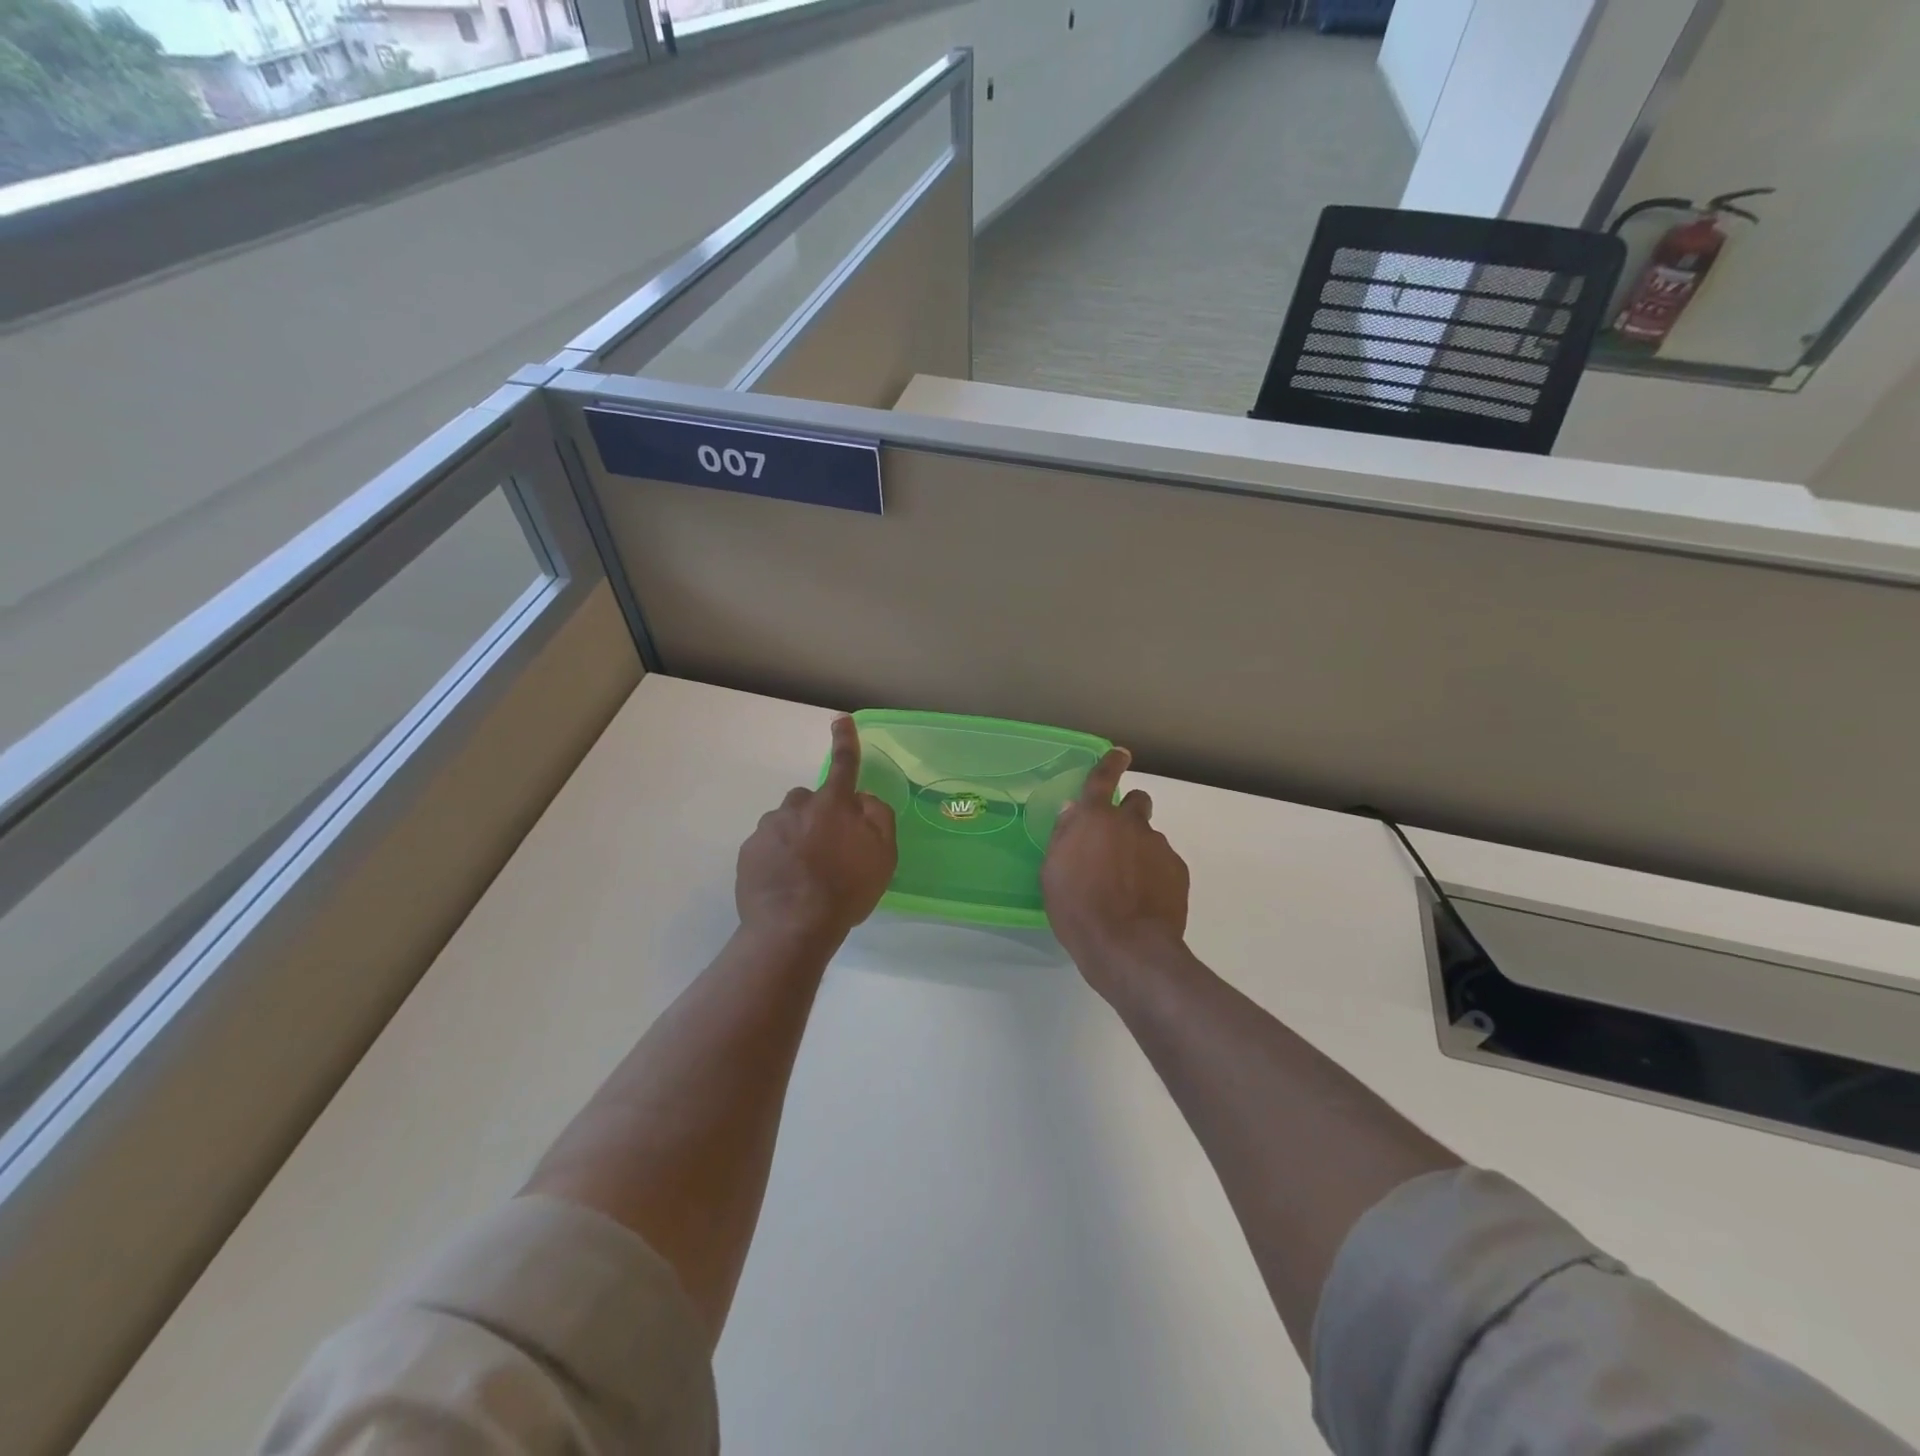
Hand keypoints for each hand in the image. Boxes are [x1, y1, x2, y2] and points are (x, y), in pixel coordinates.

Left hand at [736, 716, 897, 945]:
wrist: (792, 928)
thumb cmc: (846, 890)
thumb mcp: (883, 856)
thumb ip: (878, 818)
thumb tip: (862, 799)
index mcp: (833, 805)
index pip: (844, 765)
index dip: (845, 741)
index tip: (841, 720)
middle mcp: (797, 807)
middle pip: (810, 799)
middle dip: (818, 814)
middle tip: (828, 849)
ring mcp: (768, 829)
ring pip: (786, 823)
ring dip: (796, 837)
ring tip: (805, 874)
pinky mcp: (748, 852)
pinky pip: (766, 846)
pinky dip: (777, 858)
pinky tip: (786, 884)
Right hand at [1042, 748, 1190, 985]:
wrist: (1128, 947)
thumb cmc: (1078, 909)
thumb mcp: (1053, 872)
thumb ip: (1065, 836)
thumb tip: (1073, 812)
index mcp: (1094, 819)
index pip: (1102, 777)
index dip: (1111, 762)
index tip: (1120, 755)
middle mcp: (1129, 823)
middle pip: (1137, 801)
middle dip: (1128, 812)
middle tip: (1116, 840)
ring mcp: (1158, 846)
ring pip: (1149, 836)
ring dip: (1139, 849)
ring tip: (1128, 884)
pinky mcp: (1178, 870)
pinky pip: (1164, 862)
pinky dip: (1154, 873)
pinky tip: (1144, 900)